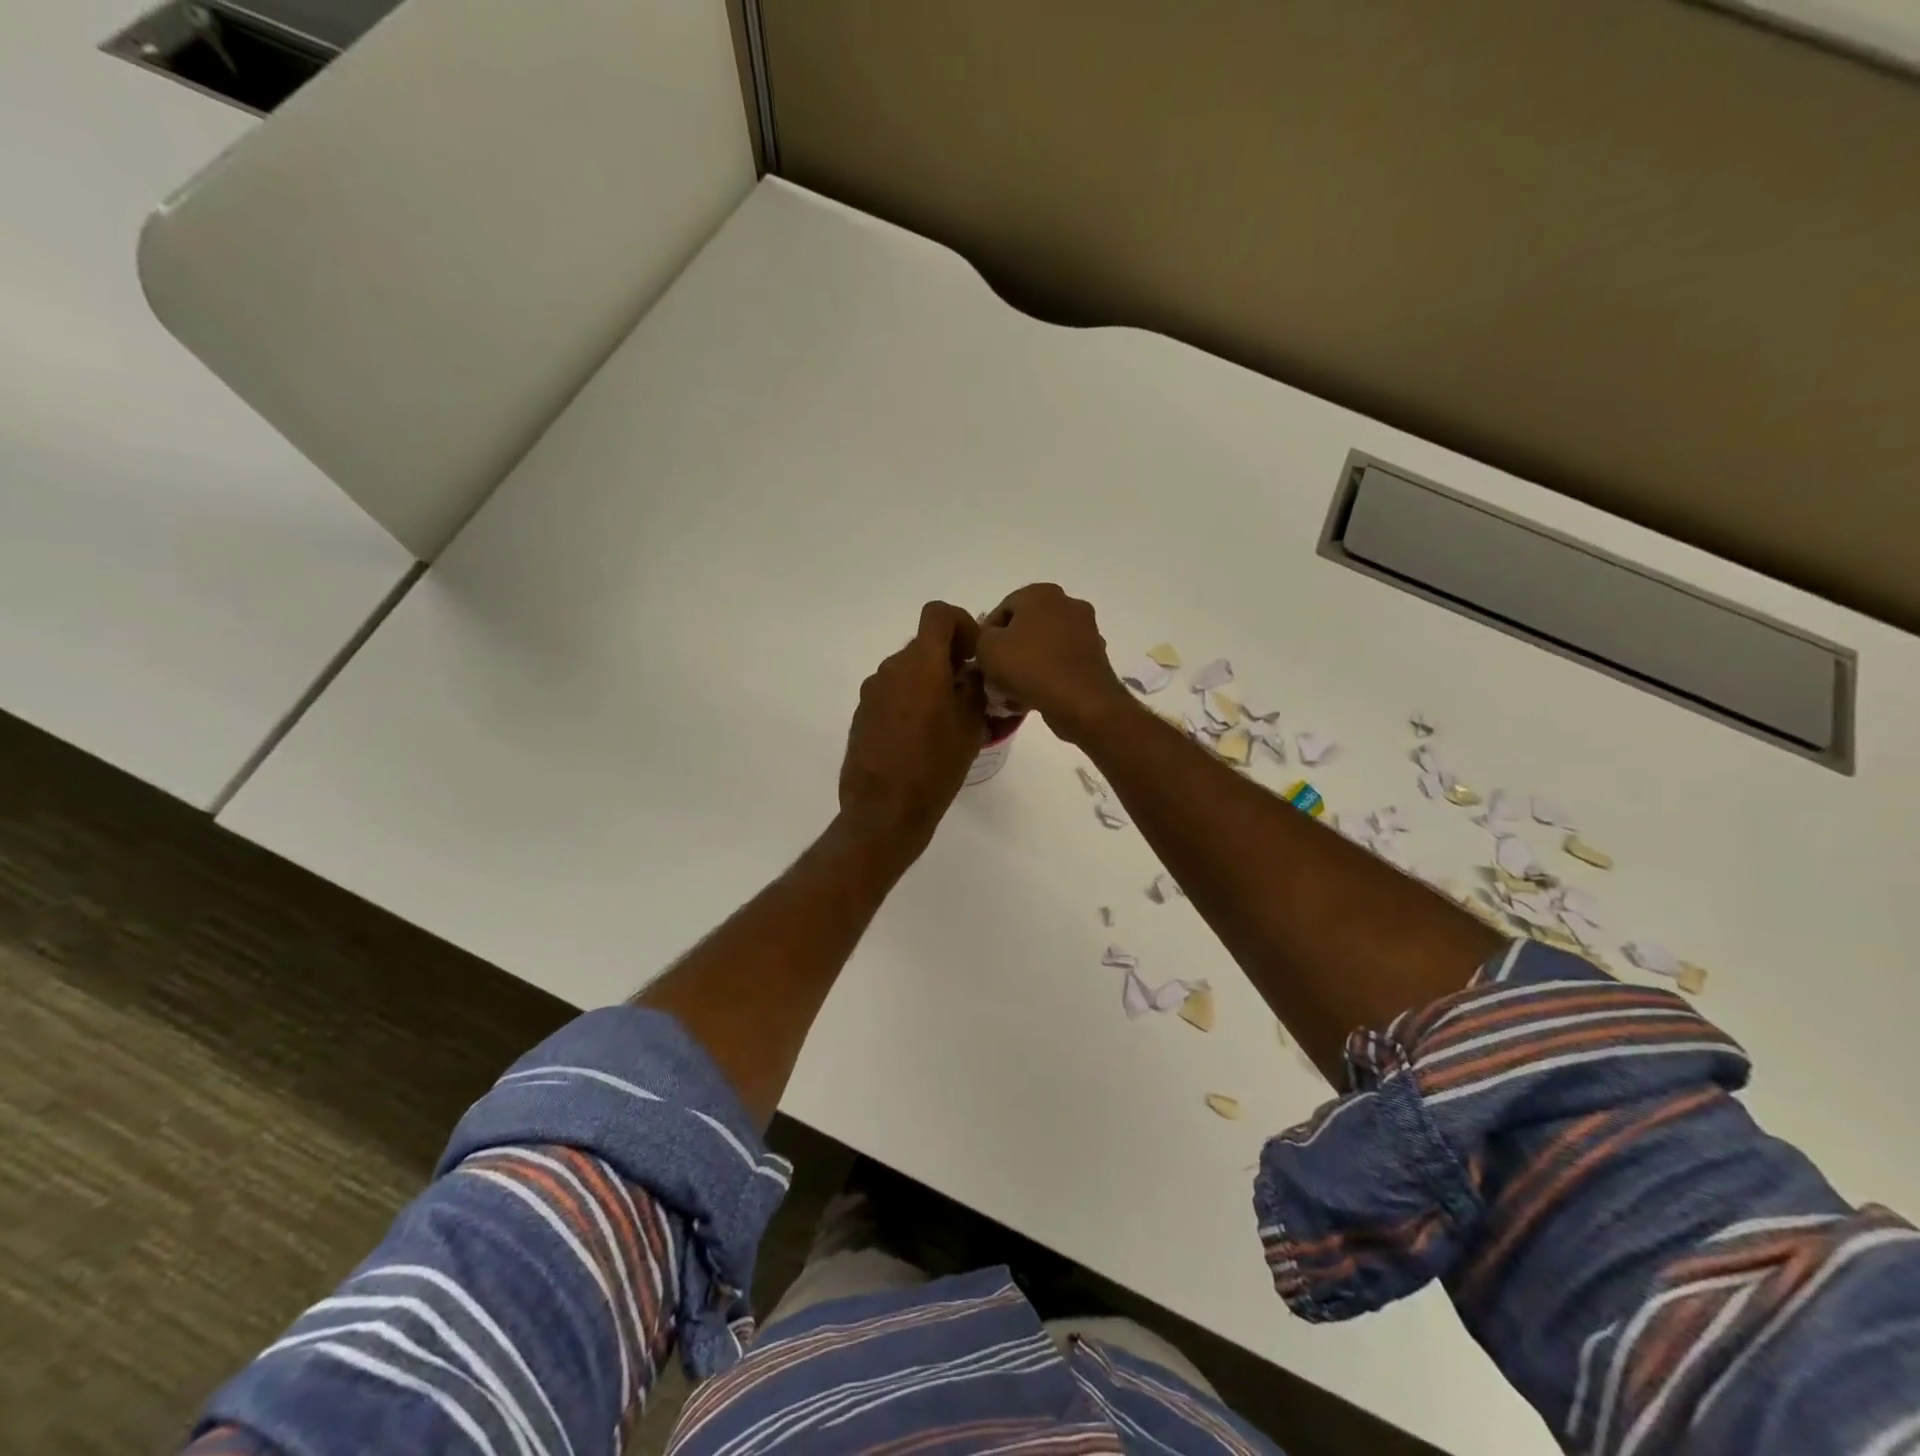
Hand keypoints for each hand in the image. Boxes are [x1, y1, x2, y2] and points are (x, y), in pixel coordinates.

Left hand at [838, 602, 987, 852]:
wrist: (884, 811)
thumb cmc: (936, 766)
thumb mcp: (970, 725)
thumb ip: (974, 687)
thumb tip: (971, 670)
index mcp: (921, 664)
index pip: (938, 614)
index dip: (961, 624)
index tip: (973, 656)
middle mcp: (891, 669)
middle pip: (923, 645)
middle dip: (948, 661)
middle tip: (968, 695)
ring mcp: (872, 692)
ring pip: (907, 672)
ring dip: (928, 684)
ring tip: (945, 722)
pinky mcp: (861, 715)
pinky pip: (891, 695)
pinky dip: (909, 703)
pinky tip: (919, 739)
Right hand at [974, 584, 1132, 743]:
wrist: (1080, 701)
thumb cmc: (1029, 667)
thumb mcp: (986, 648)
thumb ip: (981, 636)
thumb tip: (991, 639)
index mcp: (1041, 593)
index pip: (1002, 609)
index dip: (986, 635)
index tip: (980, 659)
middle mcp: (1068, 603)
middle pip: (1026, 627)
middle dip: (1010, 650)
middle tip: (995, 675)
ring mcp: (1087, 630)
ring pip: (1045, 646)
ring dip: (1028, 664)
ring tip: (1013, 691)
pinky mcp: (1096, 657)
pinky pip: (1062, 663)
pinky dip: (1048, 675)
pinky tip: (1035, 696)